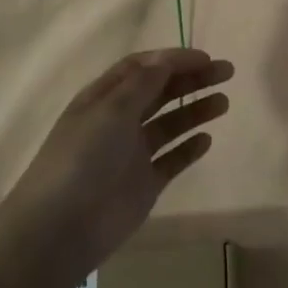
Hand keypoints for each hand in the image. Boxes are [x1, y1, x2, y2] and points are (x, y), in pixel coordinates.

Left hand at [7, 48, 233, 269]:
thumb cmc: (82, 158)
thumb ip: (142, 84)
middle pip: (160, 91)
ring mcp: (132, 154)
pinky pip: (171, 160)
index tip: (205, 58)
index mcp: (104, 98)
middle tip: (225, 72)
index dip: (173, 59)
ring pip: (169, 124)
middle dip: (191, 80)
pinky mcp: (144, 184)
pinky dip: (189, 149)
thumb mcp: (111, 110)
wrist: (61, 229)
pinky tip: (207, 140)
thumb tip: (167, 59)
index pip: (142, 68)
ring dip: (195, 110)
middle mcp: (118, 121)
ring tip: (223, 103)